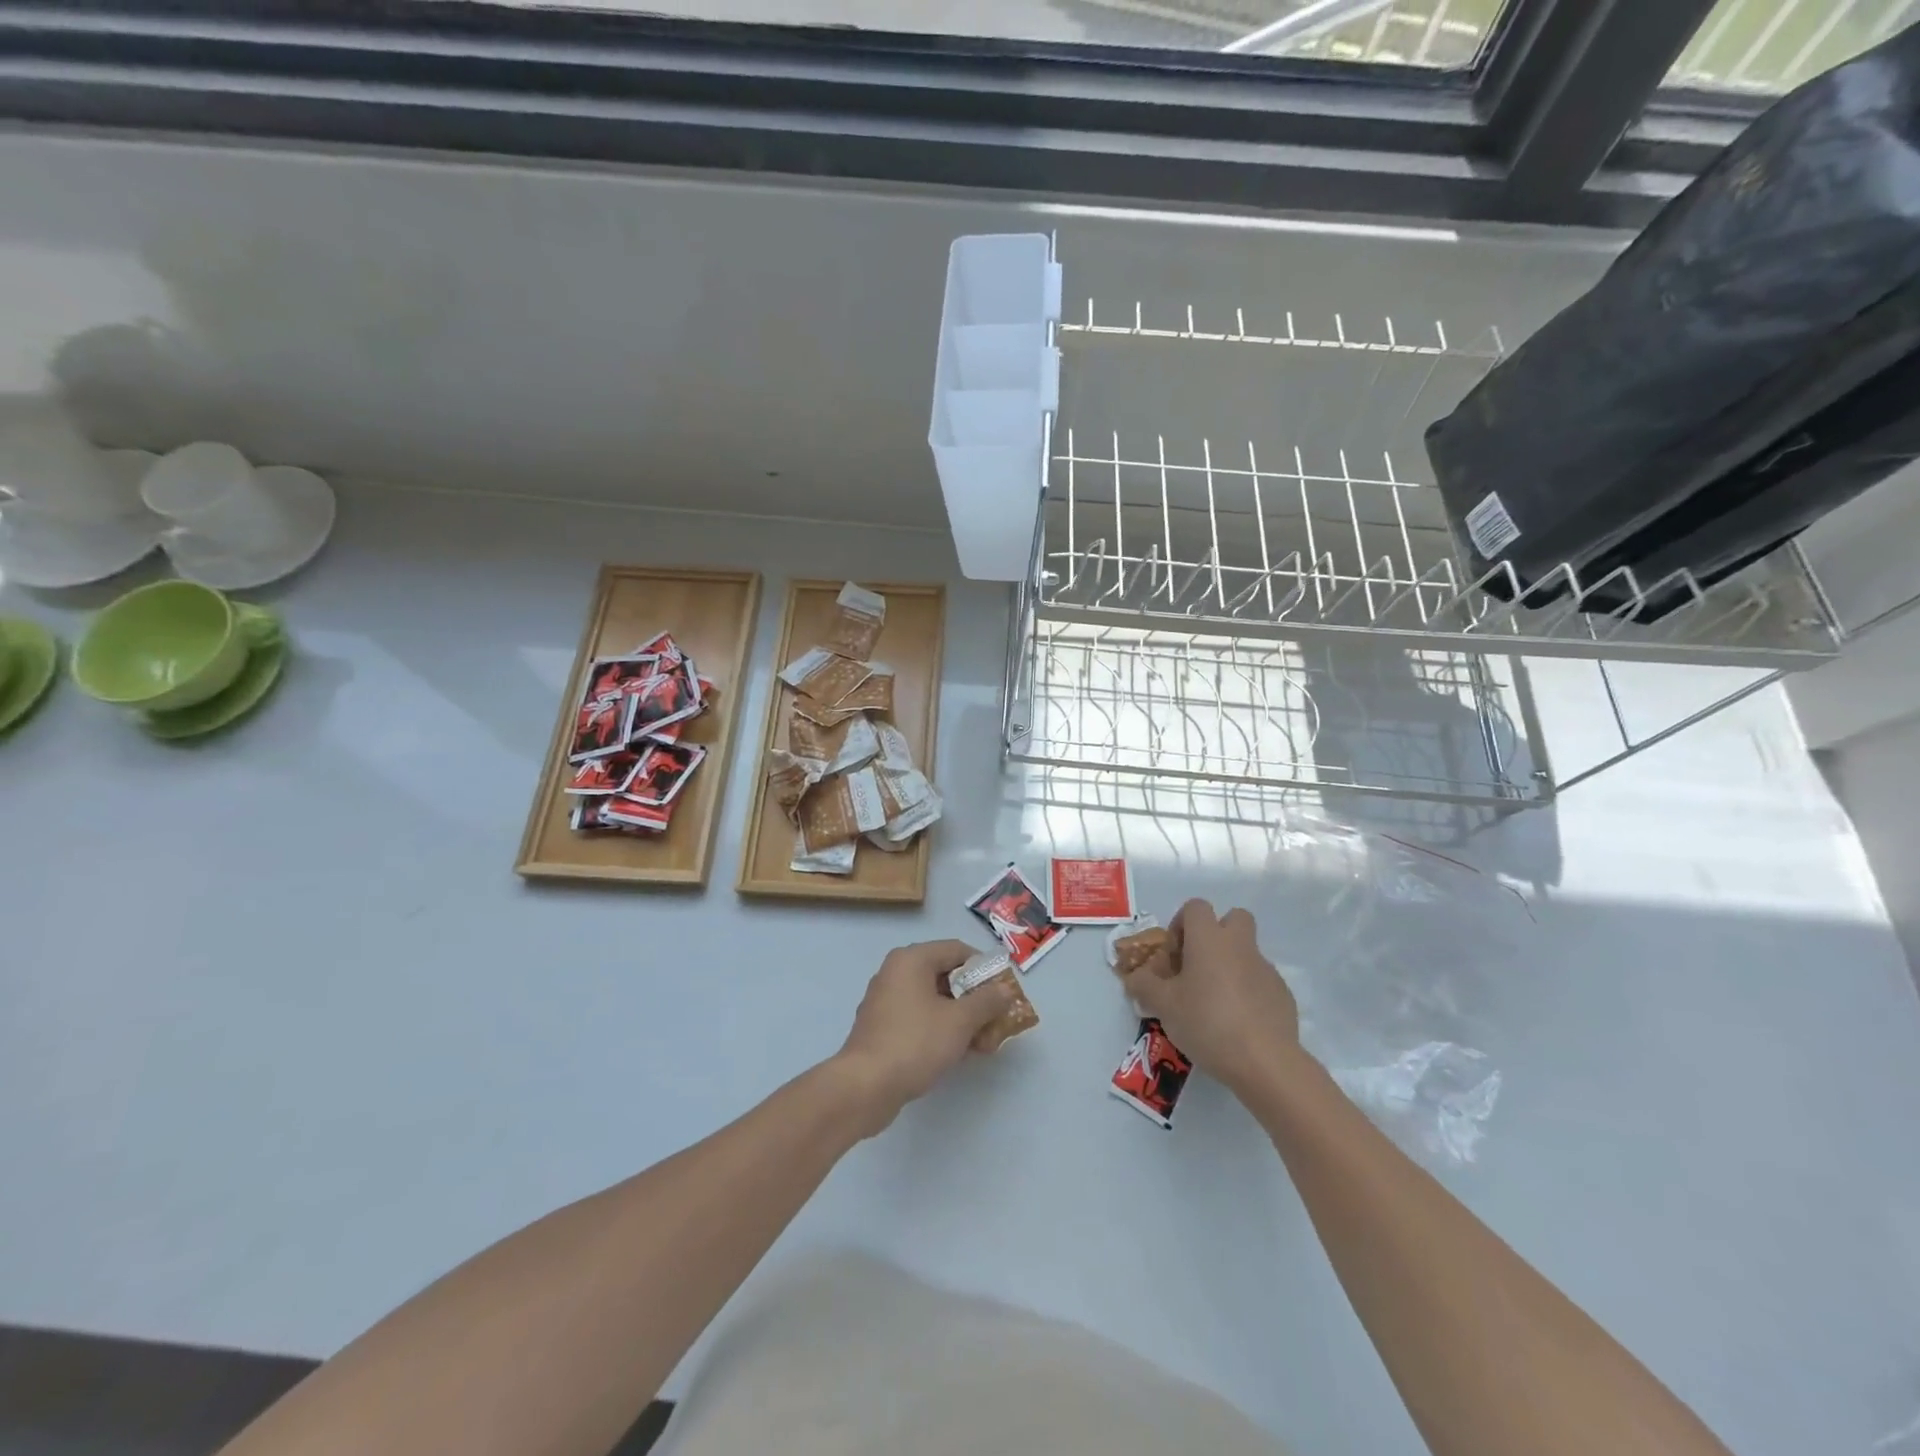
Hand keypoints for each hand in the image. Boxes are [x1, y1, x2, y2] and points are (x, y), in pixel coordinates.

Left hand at [833, 940, 1015, 1134]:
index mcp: (912, 959)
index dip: (985, 968)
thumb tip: (1004, 989)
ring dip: (961, 1017)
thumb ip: (986, 1001)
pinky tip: (958, 1053)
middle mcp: (895, 972)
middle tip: (997, 1020)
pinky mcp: (881, 1027)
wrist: (865, 1087)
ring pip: (933, 1000)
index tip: (1004, 991)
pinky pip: (919, 1017)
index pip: (957, 950)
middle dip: (975, 998)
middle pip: (945, 975)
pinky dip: (940, 1028)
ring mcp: (885, 1000)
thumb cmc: (915, 1043)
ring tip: (984, 1044)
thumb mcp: (960, 1021)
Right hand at [1118, 899, 1300, 1095]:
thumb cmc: (1206, 1022)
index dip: (1180, 924)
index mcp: (1209, 939)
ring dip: (1230, 966)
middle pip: (1232, 918)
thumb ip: (1144, 985)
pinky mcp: (1282, 994)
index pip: (1195, 907)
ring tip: (1214, 1003)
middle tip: (1199, 966)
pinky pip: (1260, 981)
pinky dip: (1247, 992)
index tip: (1173, 955)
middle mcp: (1239, 945)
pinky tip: (1237, 1023)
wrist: (1264, 1062)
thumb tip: (1135, 976)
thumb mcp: (1163, 1005)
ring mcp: (1266, 969)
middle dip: (1216, 934)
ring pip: (1246, 952)